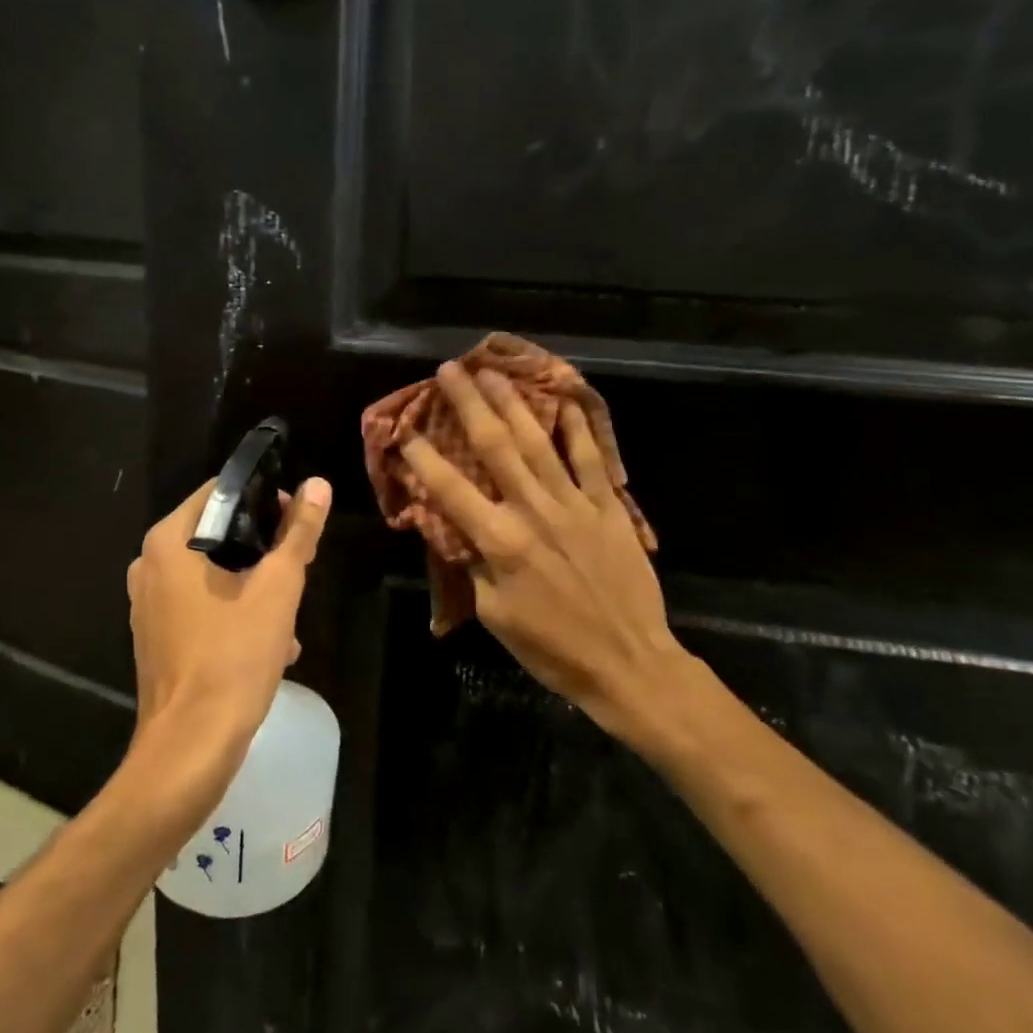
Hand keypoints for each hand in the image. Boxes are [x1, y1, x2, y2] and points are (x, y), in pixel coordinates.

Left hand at [126, 475, 332, 778]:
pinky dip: (233, 614)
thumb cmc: (234, 656)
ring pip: (212, 574)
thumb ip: (298, 532)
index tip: (296, 520)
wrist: (191, 747)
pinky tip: (269, 644)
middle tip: (297, 571)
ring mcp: (148, 604)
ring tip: (288, 617)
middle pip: (217, 535)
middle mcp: (149, 565)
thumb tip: (318, 484)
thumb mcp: (278, 589)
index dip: (263, 499)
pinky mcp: (155, 637)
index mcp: (168, 542)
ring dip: (253, 588)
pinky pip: (201, 606)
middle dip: (262, 552)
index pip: (220, 492)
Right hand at [401, 363, 681, 740]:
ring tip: (493, 372)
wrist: (628, 662)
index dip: (423, 457)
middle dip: (468, 404)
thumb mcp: (495, 614)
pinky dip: (577, 427)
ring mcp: (575, 503)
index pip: (450, 489)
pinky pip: (590, 458)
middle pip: (495, 447)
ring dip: (513, 403)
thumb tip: (454, 527)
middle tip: (449, 370)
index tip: (403, 429)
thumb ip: (473, 564)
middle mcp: (534, 511)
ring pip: (539, 441)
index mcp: (500, 542)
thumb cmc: (552, 648)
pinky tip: (565, 399)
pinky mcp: (608, 506)